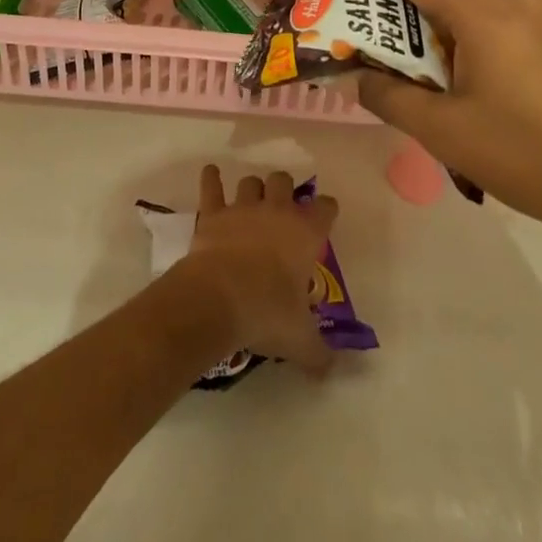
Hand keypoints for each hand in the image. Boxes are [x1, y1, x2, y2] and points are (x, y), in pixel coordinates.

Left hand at [177, 166, 338, 373]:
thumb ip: (318, 352)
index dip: (326, 210)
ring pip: (251, 181)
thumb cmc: (267, 313)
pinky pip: (212, 186)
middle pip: (284, 181)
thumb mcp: (300, 340)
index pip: (325, 209)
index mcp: (305, 233)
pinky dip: (211, 178)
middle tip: (284, 207)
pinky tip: (211, 173)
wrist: (217, 298)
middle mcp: (276, 211)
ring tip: (252, 199)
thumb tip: (330, 368)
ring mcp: (242, 208)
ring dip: (253, 188)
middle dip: (285, 189)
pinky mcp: (213, 213)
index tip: (326, 214)